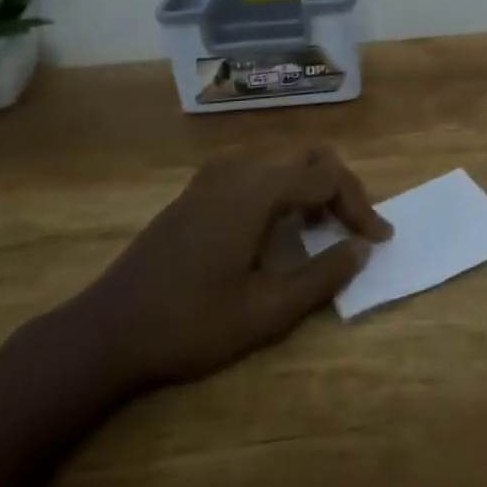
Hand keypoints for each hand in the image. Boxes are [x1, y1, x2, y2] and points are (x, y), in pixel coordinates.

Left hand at [63, 145, 392, 391]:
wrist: (106, 330)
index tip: (380, 240)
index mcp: (257, 189)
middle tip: (355, 229)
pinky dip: (284, 186)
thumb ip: (321, 276)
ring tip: (324, 227)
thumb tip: (361, 248)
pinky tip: (280, 225)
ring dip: (312, 184)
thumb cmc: (188, 325)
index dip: (361, 206)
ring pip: (283, 158)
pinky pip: (257, 168)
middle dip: (341, 187)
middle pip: (309, 156)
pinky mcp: (199, 188)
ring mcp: (214, 174)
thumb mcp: (265, 313)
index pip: (328, 178)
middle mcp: (238, 167)